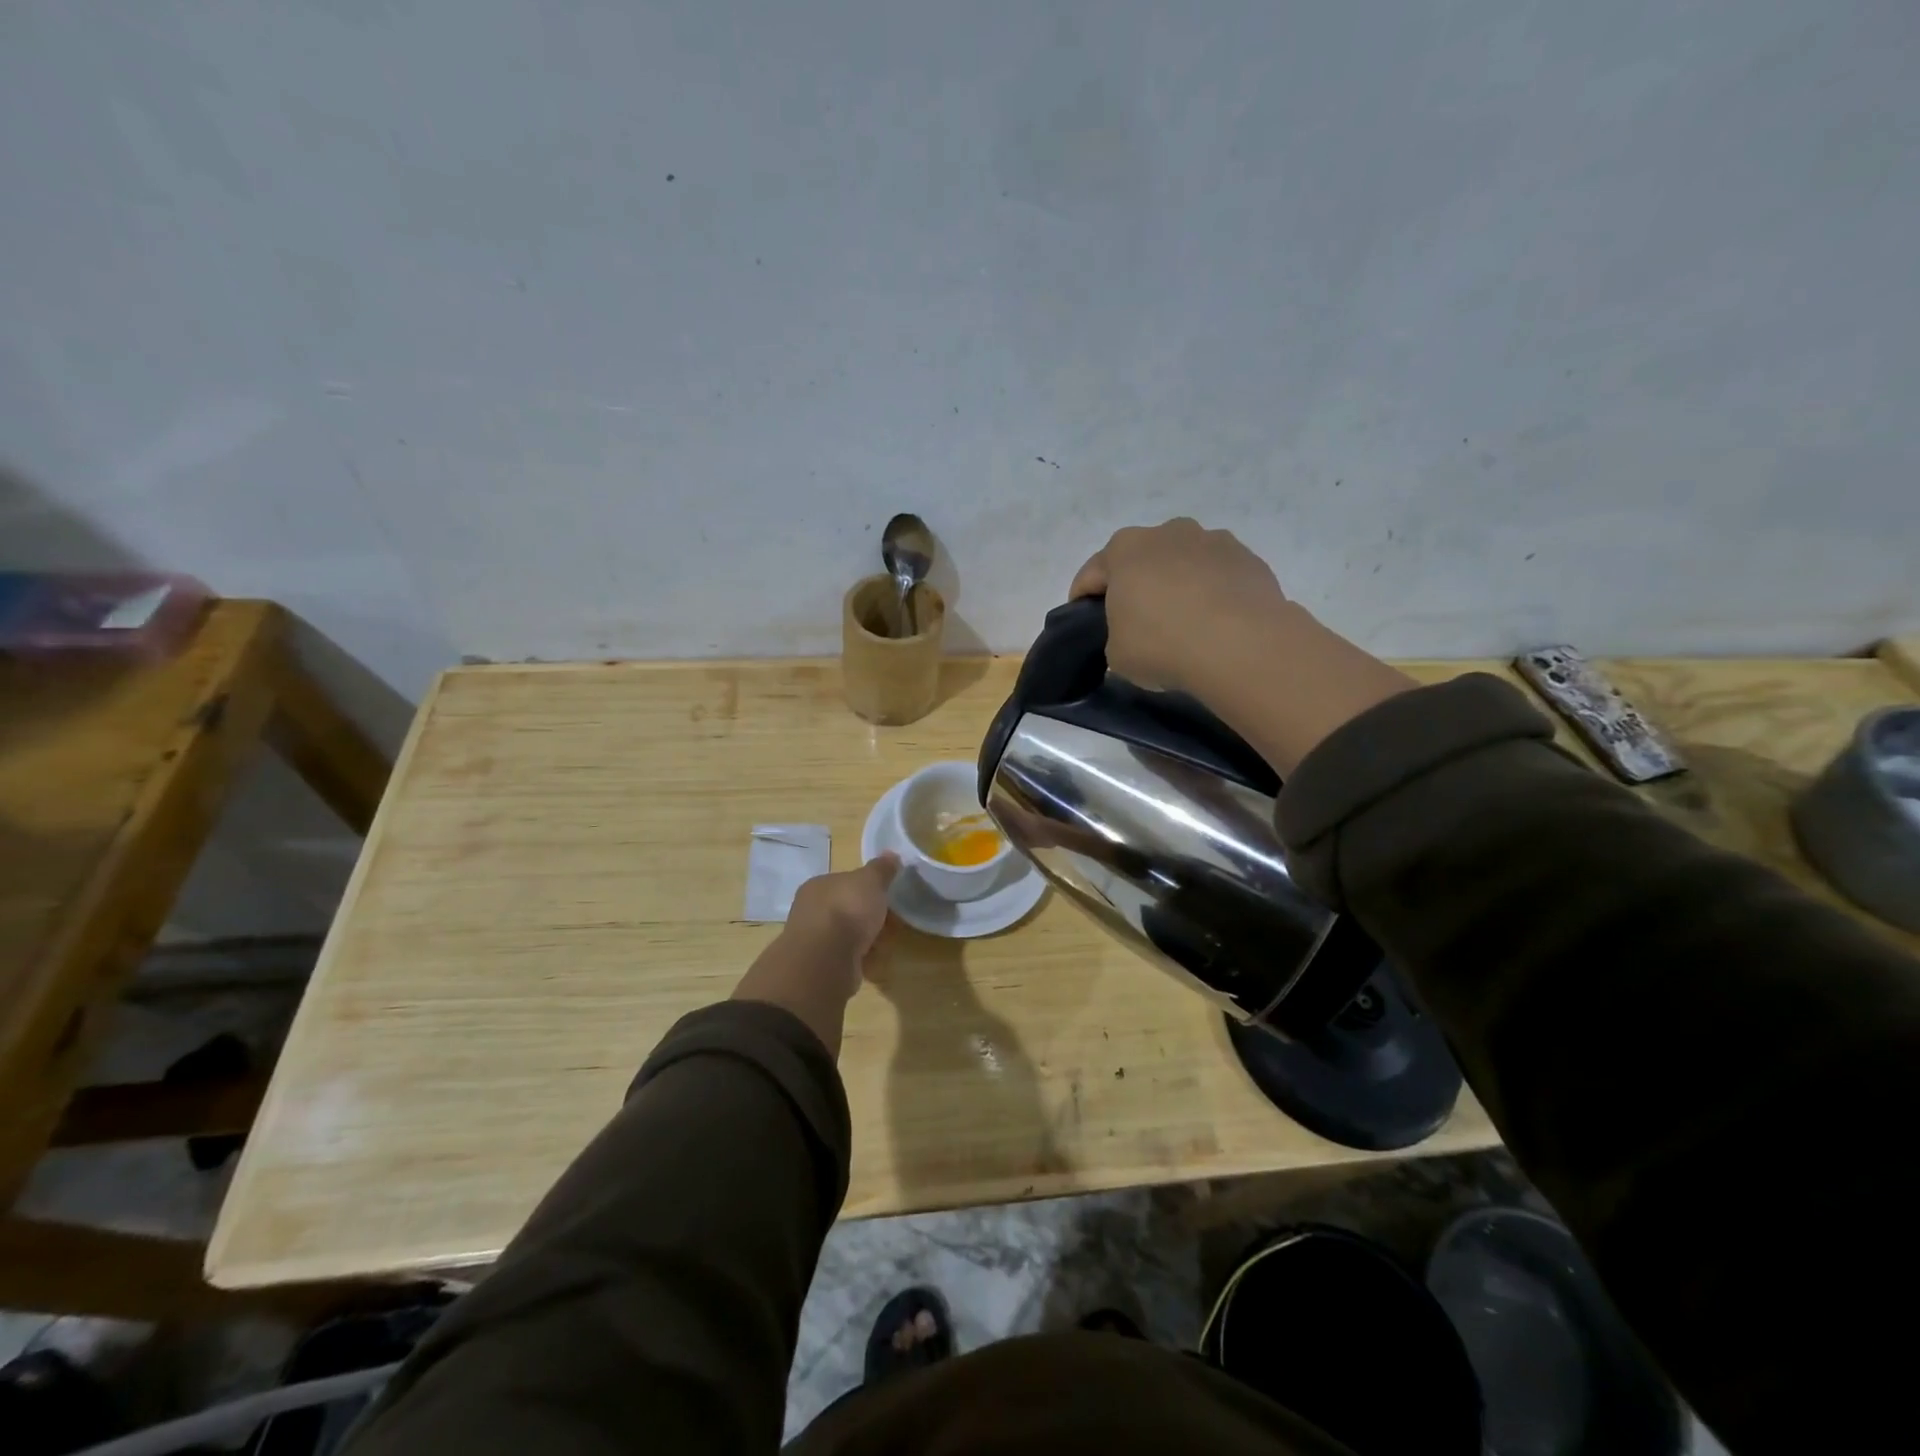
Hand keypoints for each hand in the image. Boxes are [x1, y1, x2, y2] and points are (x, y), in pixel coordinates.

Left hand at [780, 854, 899, 995]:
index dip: (868, 889)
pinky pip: (847, 957)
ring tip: (884, 945)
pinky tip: (873, 961)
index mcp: (818, 885)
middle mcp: (811, 910)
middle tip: (891, 923)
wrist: (826, 960)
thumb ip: (881, 869)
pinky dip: (861, 959)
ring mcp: (814, 940)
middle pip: (848, 909)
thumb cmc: (847, 910)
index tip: (887, 897)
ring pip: (848, 935)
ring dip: (867, 940)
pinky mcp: (821, 966)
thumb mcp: (871, 881)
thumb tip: (891, 854)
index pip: (845, 882)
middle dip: (870, 916)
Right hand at [1071, 518, 1414, 775]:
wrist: (1241, 644)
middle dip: (1135, 585)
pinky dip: (1212, 593)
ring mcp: (1212, 540)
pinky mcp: (1248, 558)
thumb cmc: (1162, 644)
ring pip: (1183, 563)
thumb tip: (1132, 634)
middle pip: (1141, 560)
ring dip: (1177, 584)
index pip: (1091, 574)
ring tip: (1182, 623)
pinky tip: (1215, 624)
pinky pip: (1218, 576)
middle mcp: (1167, 532)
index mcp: (1124, 549)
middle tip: (1136, 622)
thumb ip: (1116, 636)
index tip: (1085, 623)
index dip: (1083, 600)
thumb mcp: (1117, 654)